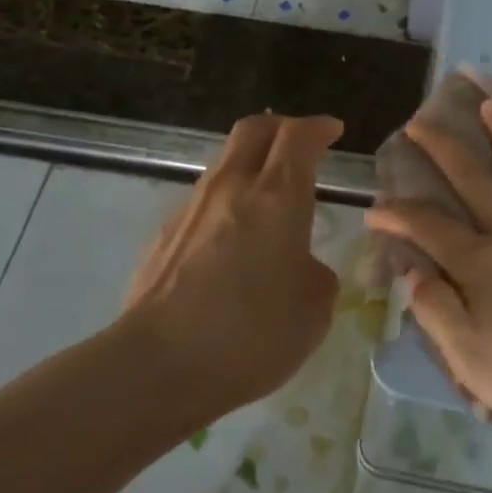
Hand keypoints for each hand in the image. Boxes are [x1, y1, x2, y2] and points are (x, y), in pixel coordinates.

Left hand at [124, 113, 343, 412]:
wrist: (159, 366)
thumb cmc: (252, 333)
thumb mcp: (314, 309)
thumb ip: (316, 274)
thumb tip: (301, 267)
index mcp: (278, 196)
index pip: (298, 136)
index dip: (319, 127)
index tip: (333, 131)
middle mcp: (232, 188)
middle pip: (254, 130)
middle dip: (282, 128)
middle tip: (301, 145)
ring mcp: (191, 209)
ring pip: (225, 163)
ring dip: (251, 166)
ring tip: (269, 197)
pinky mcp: (163, 236)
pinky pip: (204, 202)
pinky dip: (227, 203)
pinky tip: (233, 242)